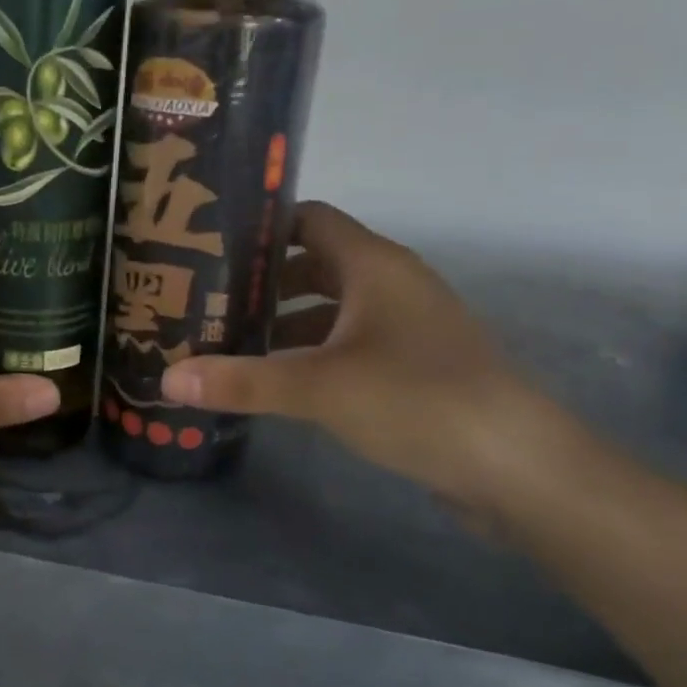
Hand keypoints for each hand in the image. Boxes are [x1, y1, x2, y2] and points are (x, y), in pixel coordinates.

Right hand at [162, 202, 568, 508]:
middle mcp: (391, 283)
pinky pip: (350, 340)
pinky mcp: (415, 364)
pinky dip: (313, 349)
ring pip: (333, 305)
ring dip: (286, 318)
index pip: (308, 219)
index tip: (208, 244)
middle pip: (315, 261)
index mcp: (373, 264)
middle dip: (262, 278)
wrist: (520, 468)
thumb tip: (166, 378)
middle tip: (205, 296)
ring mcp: (407, 325)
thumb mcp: (319, 388)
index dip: (260, 227)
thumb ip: (241, 380)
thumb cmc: (418, 400)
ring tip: (230, 337)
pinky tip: (280, 377)